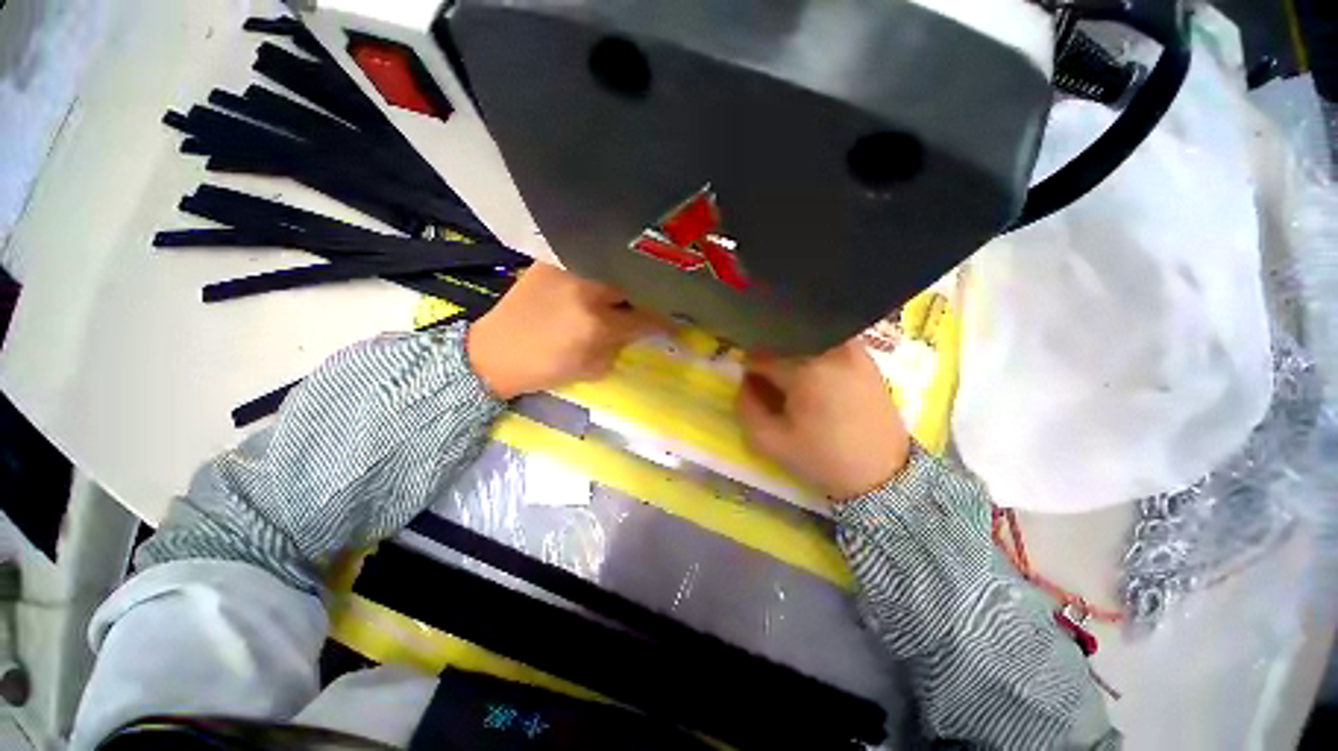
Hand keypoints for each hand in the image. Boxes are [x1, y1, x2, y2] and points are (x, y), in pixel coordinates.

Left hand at [467, 264, 663, 398]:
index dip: (666, 319)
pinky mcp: (552, 259)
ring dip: (629, 276)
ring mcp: (568, 268)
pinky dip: (604, 266)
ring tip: (635, 284)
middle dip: (651, 292)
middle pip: (635, 282)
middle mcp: (586, 290)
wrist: (495, 352)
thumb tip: (644, 329)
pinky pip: (590, 258)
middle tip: (658, 298)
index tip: (679, 318)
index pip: (646, 317)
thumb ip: (622, 346)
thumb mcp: (594, 368)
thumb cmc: (546, 367)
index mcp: (597, 325)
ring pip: (615, 266)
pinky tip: (608, 273)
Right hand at [736, 340, 911, 502]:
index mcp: (806, 369)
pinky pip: (828, 344)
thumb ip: (745, 408)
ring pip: (806, 340)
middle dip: (770, 360)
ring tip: (796, 384)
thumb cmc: (823, 458)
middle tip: (772, 387)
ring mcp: (852, 350)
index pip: (761, 355)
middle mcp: (830, 349)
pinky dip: (814, 355)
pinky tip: (818, 381)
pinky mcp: (866, 357)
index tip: (751, 386)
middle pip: (783, 343)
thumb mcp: (770, 442)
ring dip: (792, 356)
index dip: (749, 369)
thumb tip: (745, 382)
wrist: (882, 473)